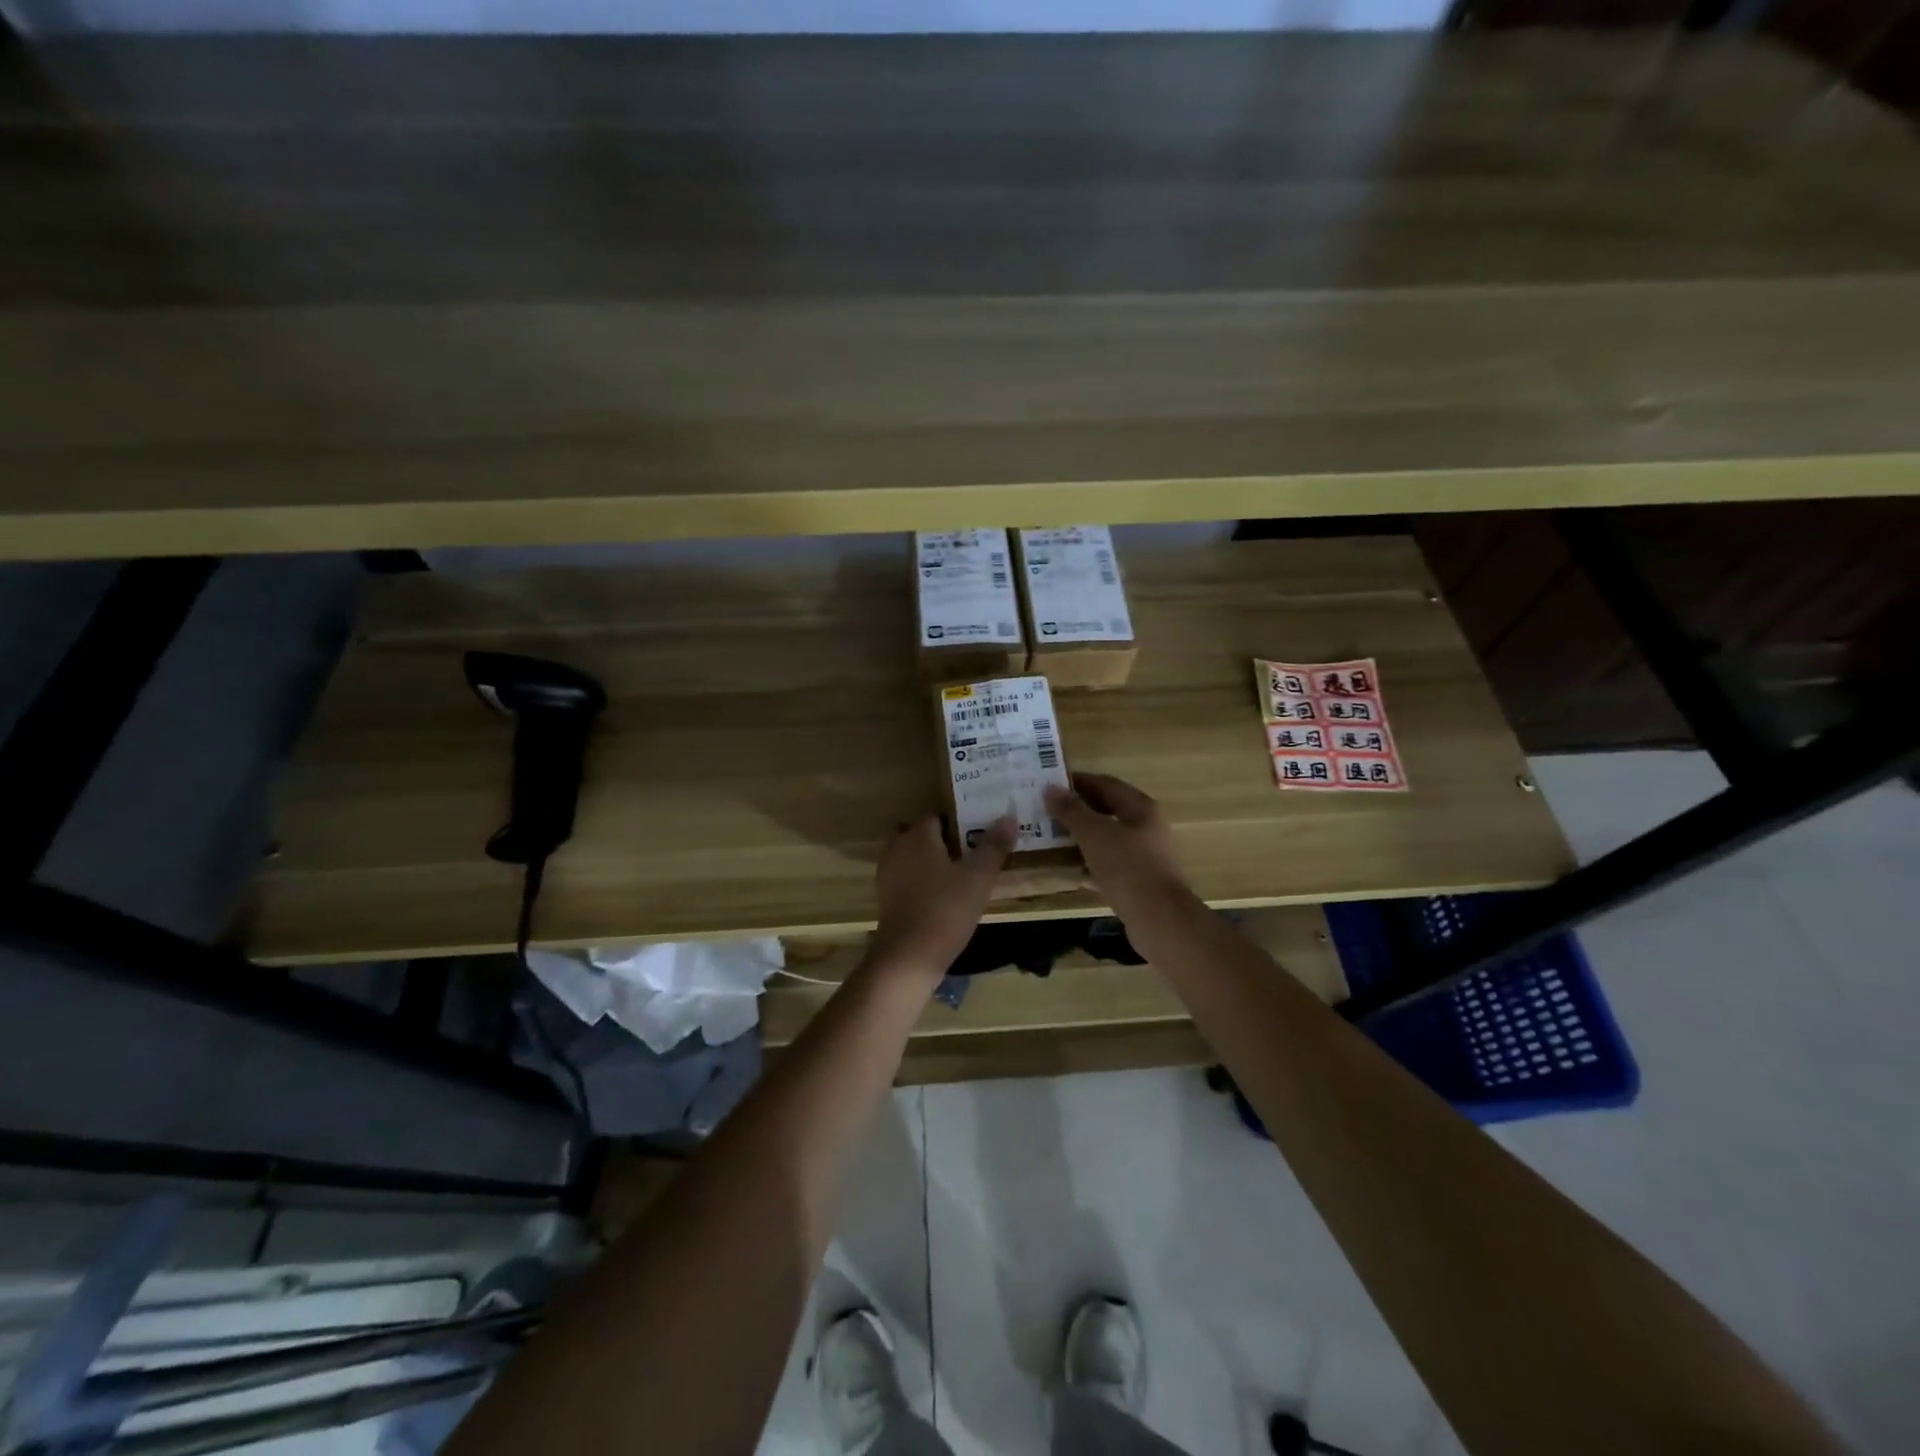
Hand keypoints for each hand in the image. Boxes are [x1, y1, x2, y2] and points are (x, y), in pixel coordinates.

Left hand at [866, 813, 1015, 983]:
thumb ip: (994, 846)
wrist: (909, 956)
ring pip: (909, 856)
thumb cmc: (945, 909)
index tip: (976, 832)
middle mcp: (897, 848)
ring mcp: (888, 874)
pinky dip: (920, 880)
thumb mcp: (978, 877)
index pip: (935, 816)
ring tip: (957, 873)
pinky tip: (941, 895)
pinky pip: (905, 877)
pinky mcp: (886, 898)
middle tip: (966, 851)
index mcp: (918, 836)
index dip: (956, 821)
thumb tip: (1009, 817)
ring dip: (928, 860)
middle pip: (918, 834)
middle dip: (938, 839)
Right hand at [1045, 773, 1193, 923]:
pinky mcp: (1138, 881)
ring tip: (1051, 838)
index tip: (1049, 784)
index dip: (1077, 781)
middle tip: (1045, 811)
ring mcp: (1144, 856)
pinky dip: (1089, 863)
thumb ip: (1072, 810)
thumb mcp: (1094, 834)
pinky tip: (1069, 870)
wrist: (1159, 920)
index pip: (1105, 783)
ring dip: (1081, 837)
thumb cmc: (1128, 868)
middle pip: (1107, 810)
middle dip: (1077, 810)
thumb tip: (1051, 788)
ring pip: (1107, 839)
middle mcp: (1145, 827)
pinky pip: (1109, 865)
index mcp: (1140, 808)